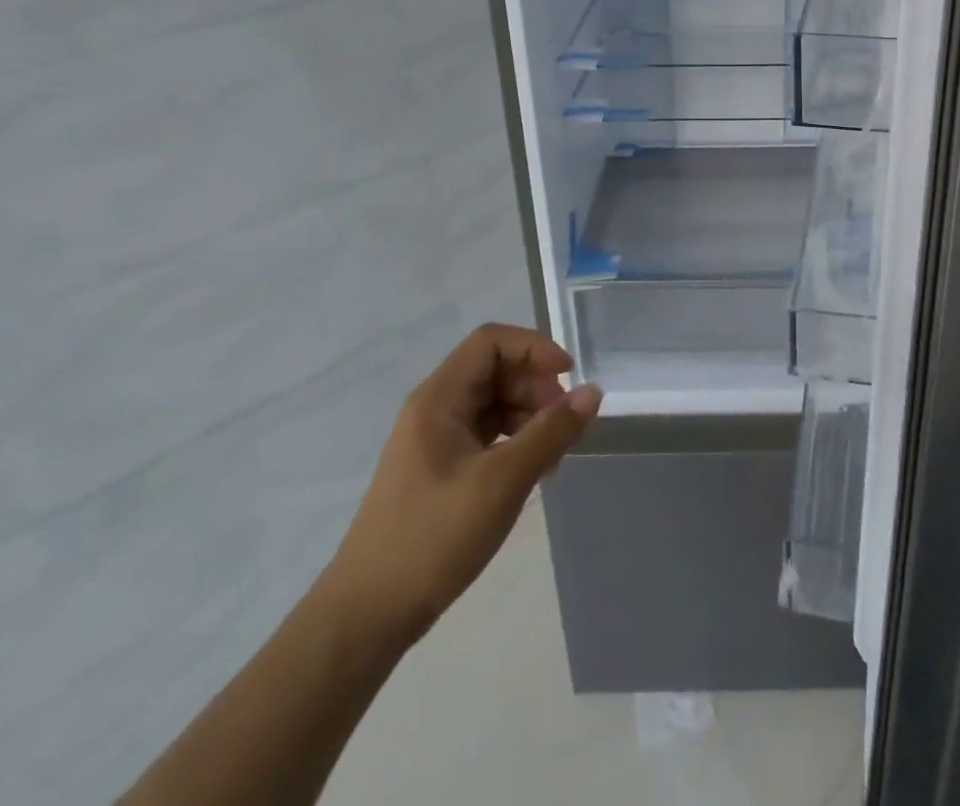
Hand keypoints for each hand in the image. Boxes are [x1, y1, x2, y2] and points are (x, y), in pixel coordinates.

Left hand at [315, 323, 601, 647]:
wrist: (366, 617)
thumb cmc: (432, 538)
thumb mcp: (502, 482)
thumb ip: (551, 432)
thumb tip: (593, 391)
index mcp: (438, 398)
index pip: (491, 341)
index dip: (534, 349)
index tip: (568, 378)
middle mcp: (434, 408)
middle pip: (495, 369)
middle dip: (536, 386)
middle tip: (565, 424)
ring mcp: (434, 439)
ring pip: (493, 402)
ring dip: (530, 414)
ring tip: (554, 453)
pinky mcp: (439, 468)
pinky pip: (486, 433)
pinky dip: (515, 440)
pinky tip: (534, 470)